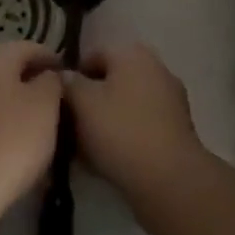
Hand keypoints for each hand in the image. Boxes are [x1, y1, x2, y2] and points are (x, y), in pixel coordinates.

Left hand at [0, 42, 63, 231]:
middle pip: (6, 72)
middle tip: (57, 102)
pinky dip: (2, 129)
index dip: (49, 56)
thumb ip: (51, 83)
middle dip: (32, 83)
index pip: (25, 47)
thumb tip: (47, 76)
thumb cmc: (9, 141)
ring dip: (17, 108)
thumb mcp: (45, 107)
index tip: (68, 72)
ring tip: (41, 129)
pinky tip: (17, 149)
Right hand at [66, 45, 208, 217]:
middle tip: (69, 127)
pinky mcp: (177, 130)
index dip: (70, 78)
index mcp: (133, 53)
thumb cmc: (121, 131)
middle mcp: (155, 69)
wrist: (170, 181)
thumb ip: (67, 83)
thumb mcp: (82, 102)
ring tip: (83, 149)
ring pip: (124, 106)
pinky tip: (107, 159)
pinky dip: (124, 137)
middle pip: (110, 81)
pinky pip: (140, 126)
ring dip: (104, 122)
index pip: (91, 56)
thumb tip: (63, 76)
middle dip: (88, 102)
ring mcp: (170, 100)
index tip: (57, 103)